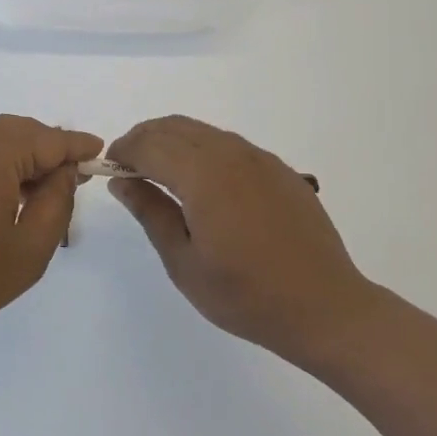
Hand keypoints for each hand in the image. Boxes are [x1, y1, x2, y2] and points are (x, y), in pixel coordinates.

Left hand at [0, 116, 102, 345]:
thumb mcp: (28, 248)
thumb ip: (56, 203)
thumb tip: (64, 172)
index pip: (53, 140)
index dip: (80, 149)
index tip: (102, 154)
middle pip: (26, 135)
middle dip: (51, 159)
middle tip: (72, 191)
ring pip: (1, 143)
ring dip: (24, 166)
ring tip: (39, 205)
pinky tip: (3, 202)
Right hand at [107, 115, 372, 367]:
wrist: (326, 308)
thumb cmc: (247, 295)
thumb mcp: (185, 263)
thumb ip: (151, 213)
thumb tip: (121, 181)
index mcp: (203, 174)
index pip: (149, 144)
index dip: (123, 151)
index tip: (109, 168)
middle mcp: (230, 153)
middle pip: (174, 127)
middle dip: (144, 139)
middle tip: (130, 169)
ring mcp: (259, 158)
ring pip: (201, 131)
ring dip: (172, 142)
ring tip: (161, 175)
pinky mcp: (278, 168)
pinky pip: (229, 144)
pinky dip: (202, 150)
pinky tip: (204, 185)